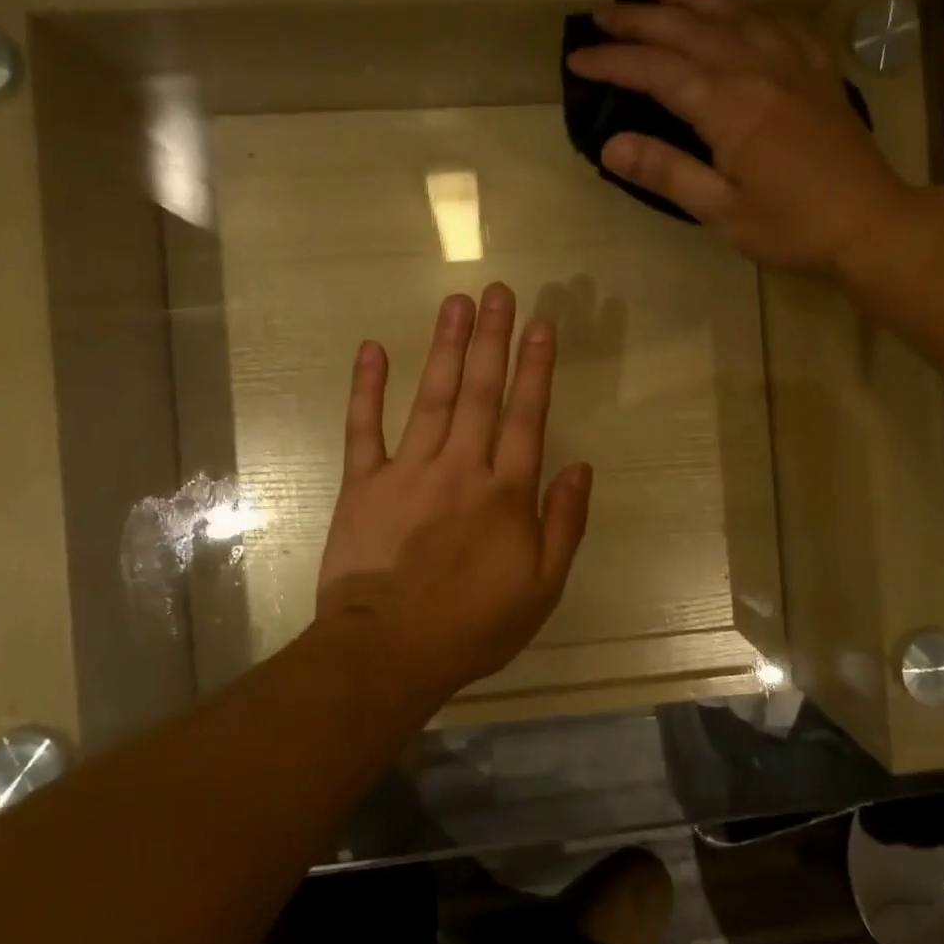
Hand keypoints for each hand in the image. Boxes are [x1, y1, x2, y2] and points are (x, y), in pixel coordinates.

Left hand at [316, 283, 592, 699]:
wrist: (388, 652)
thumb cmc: (473, 626)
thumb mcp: (542, 588)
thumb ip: (564, 524)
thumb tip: (580, 467)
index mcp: (506, 493)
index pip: (527, 416)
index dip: (535, 367)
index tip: (541, 324)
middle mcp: (462, 468)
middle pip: (481, 392)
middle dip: (492, 338)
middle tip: (498, 291)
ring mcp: (409, 471)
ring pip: (433, 397)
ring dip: (446, 347)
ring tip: (457, 302)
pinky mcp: (364, 484)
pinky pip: (364, 428)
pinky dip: (367, 388)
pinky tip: (373, 348)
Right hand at [564, 0, 910, 274]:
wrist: (870, 222)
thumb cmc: (792, 226)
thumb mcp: (721, 210)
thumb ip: (667, 173)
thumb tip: (610, 147)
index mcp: (729, 105)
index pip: (657, 71)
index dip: (613, 61)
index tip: (577, 57)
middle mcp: (757, 69)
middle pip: (689, 30)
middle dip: (641, 19)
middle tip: (603, 12)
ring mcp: (792, 64)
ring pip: (734, 12)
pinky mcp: (818, 72)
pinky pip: (779, 23)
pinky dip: (749, 7)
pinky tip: (738, 7)